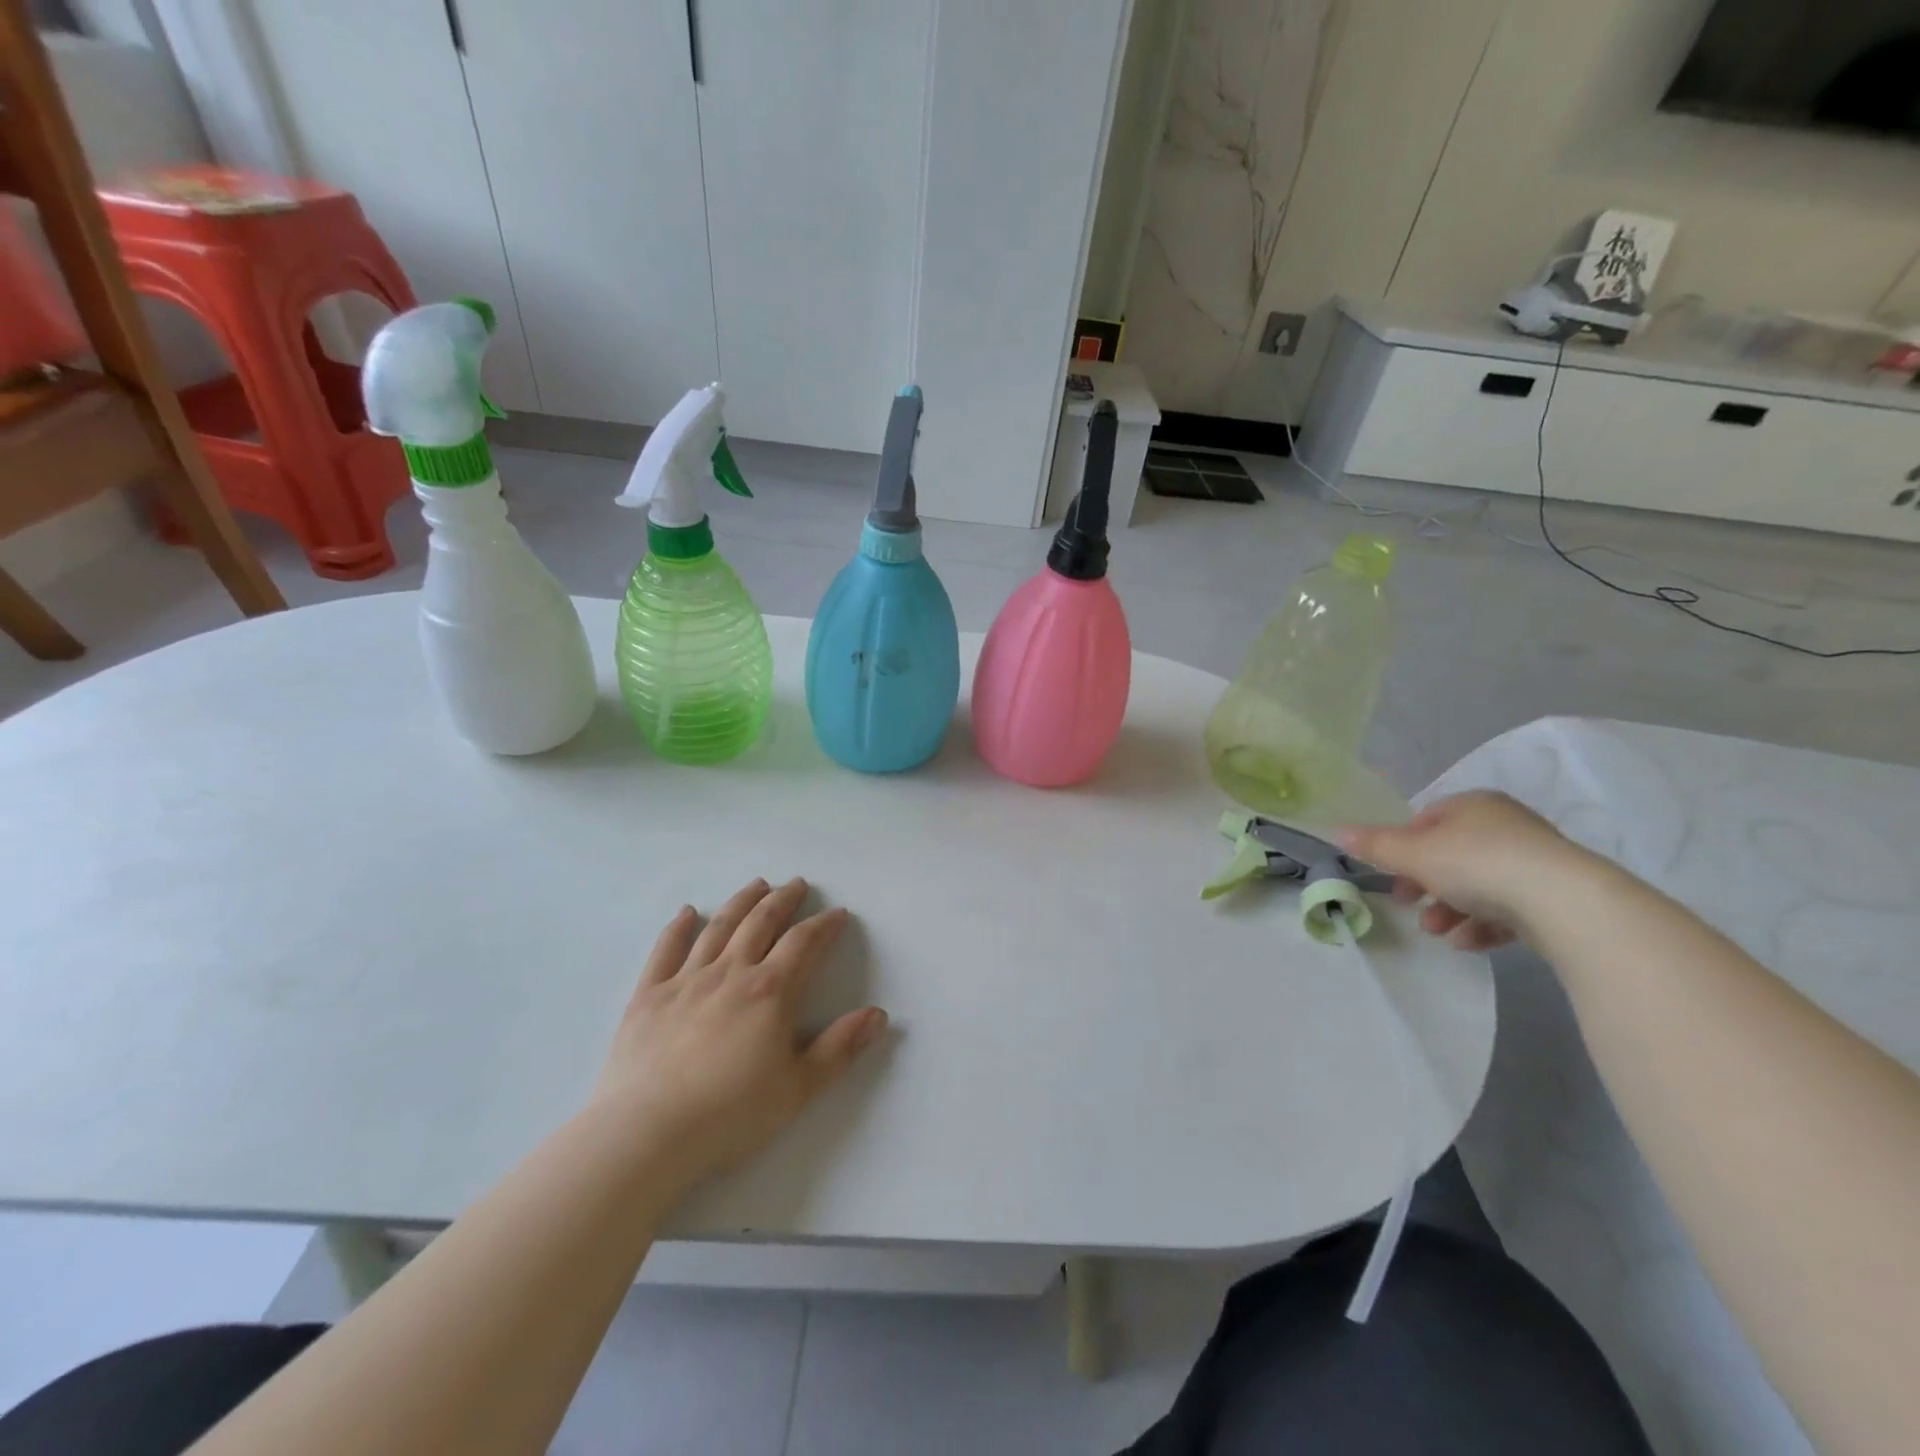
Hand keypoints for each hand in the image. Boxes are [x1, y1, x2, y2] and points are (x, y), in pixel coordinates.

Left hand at [592, 878, 887, 1186]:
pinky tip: (687, 912)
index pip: (804, 944)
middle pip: (761, 923)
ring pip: (719, 927)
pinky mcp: (649, 995)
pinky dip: (678, 927)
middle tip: (797, 884)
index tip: (838, 914)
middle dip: (783, 900)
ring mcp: (686, 980)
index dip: (824, 925)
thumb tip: (878, 1015)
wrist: (647, 1133)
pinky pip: (666, 950)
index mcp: (770, 991)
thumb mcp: (798, 1088)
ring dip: (741, 902)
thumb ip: (840, 1048)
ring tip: (757, 884)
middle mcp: (731, 972)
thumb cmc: (730, 1114)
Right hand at [1341, 791, 1592, 950]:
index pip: (1426, 820)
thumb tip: (1338, 832)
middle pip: (1451, 855)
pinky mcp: (1557, 896)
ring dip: (1451, 910)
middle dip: (1426, 885)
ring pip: (1480, 885)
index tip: (1393, 876)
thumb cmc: (1476, 864)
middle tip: (1410, 906)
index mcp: (1473, 805)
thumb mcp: (1412, 853)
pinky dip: (1485, 925)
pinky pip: (1510, 908)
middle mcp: (1506, 825)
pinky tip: (1470, 943)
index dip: (1403, 848)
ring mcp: (1536, 861)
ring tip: (1439, 932)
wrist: (1562, 902)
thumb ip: (1375, 845)